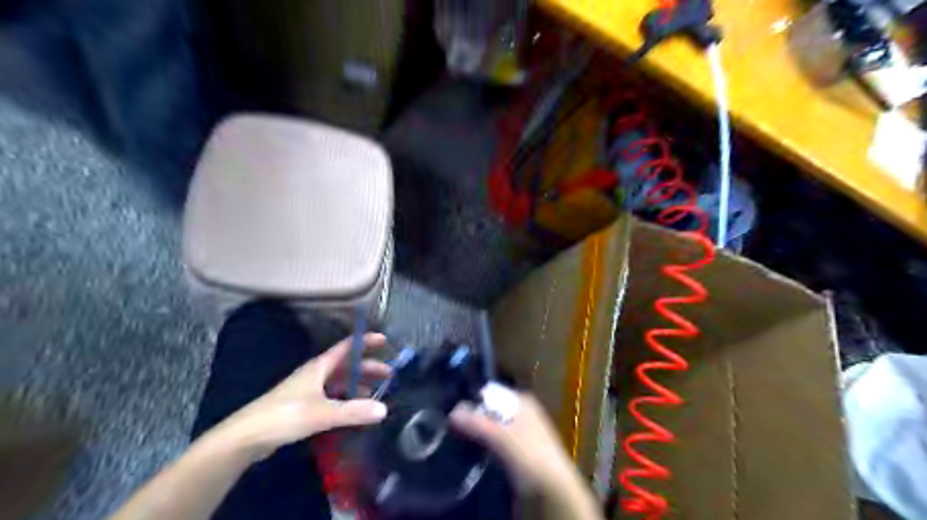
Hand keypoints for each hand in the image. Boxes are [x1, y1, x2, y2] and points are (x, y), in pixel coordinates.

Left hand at [210, 334, 389, 457]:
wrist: (245, 437)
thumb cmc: (283, 415)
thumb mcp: (322, 413)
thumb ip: (353, 411)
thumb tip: (384, 409)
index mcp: (319, 367)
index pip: (346, 347)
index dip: (365, 341)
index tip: (384, 340)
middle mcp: (315, 374)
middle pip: (346, 366)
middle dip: (367, 368)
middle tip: (388, 374)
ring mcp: (308, 390)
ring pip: (339, 382)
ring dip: (357, 385)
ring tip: (376, 393)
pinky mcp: (303, 407)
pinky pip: (332, 397)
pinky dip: (346, 399)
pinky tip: (353, 410)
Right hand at [452, 393, 576, 491]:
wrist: (554, 491)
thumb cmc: (530, 455)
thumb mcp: (502, 437)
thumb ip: (477, 423)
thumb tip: (452, 411)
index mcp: (523, 401)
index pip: (492, 392)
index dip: (474, 399)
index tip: (453, 408)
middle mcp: (522, 413)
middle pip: (491, 410)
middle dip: (474, 417)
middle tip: (451, 425)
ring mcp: (521, 433)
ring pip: (493, 427)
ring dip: (478, 432)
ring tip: (457, 438)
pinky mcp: (518, 452)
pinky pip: (496, 443)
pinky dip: (485, 445)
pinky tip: (472, 452)